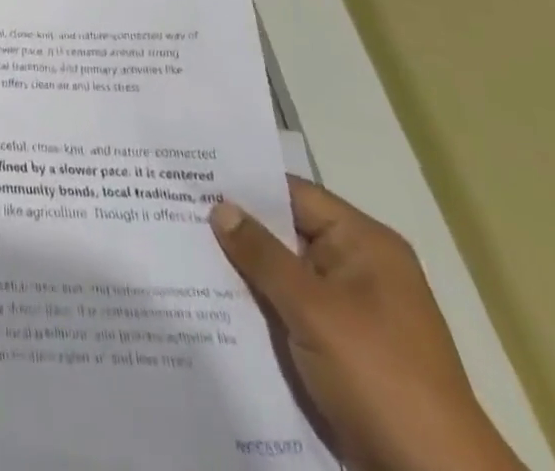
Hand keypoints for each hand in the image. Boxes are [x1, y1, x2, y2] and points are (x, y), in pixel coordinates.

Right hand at [211, 179, 525, 470]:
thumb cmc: (380, 377)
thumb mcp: (313, 309)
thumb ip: (262, 254)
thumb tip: (219, 207)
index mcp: (365, 244)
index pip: (293, 194)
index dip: (244, 185)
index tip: (191, 176)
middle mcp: (360, 269)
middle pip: (286, 233)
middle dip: (237, 229)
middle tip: (175, 211)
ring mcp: (352, 312)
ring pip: (284, 275)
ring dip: (244, 271)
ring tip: (181, 250)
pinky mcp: (341, 350)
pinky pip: (291, 311)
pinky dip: (259, 306)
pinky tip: (212, 301)